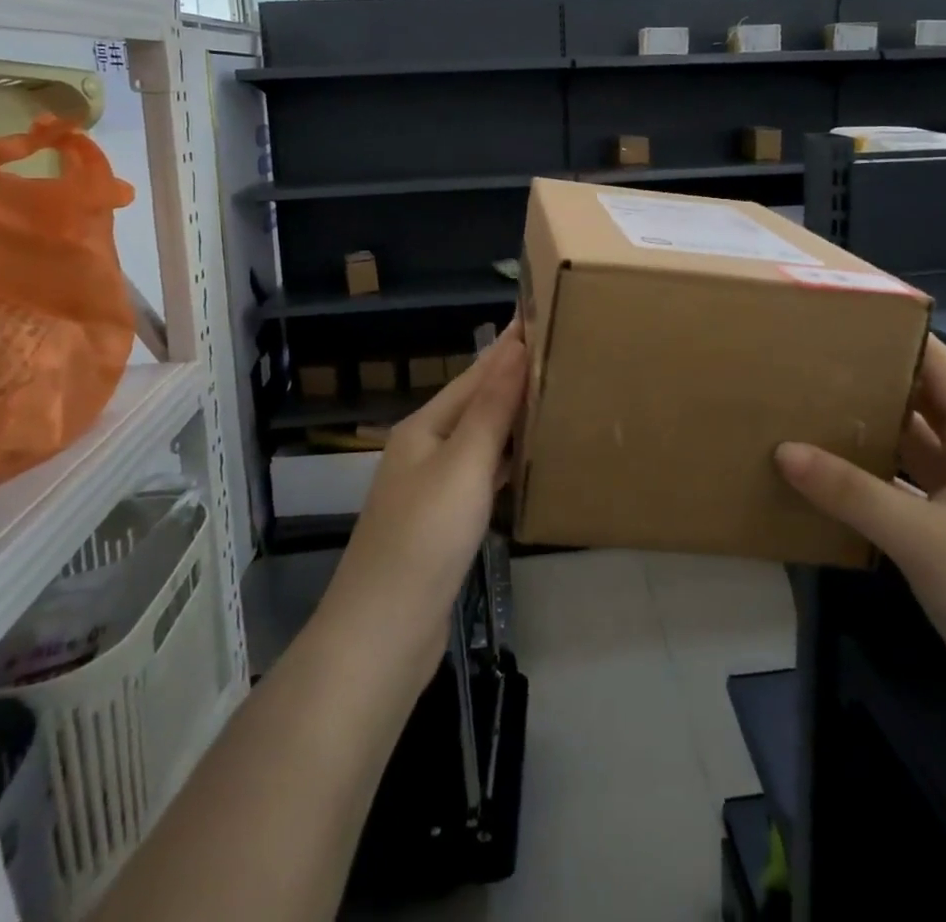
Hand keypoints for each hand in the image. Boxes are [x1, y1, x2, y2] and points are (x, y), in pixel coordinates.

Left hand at [318, 321, 527, 687]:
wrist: (384, 632)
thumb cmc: (424, 537)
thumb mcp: (462, 464)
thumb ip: (492, 408)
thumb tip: (516, 348)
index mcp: (424, 427)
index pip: (476, 374)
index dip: (509, 345)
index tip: (541, 314)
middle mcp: (425, 449)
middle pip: (477, 403)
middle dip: (514, 376)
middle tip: (561, 352)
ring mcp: (433, 487)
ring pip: (481, 438)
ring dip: (513, 416)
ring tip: (555, 395)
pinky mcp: (445, 522)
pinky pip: (483, 475)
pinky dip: (508, 459)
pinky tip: (531, 458)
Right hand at [775, 335, 945, 737]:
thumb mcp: (923, 536)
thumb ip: (851, 492)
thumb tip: (784, 451)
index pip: (943, 370)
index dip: (902, 340)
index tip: (848, 321)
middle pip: (922, 407)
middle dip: (875, 385)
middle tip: (813, 364)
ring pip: (910, 452)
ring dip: (869, 435)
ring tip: (809, 409)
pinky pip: (902, 493)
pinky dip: (869, 482)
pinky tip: (827, 475)